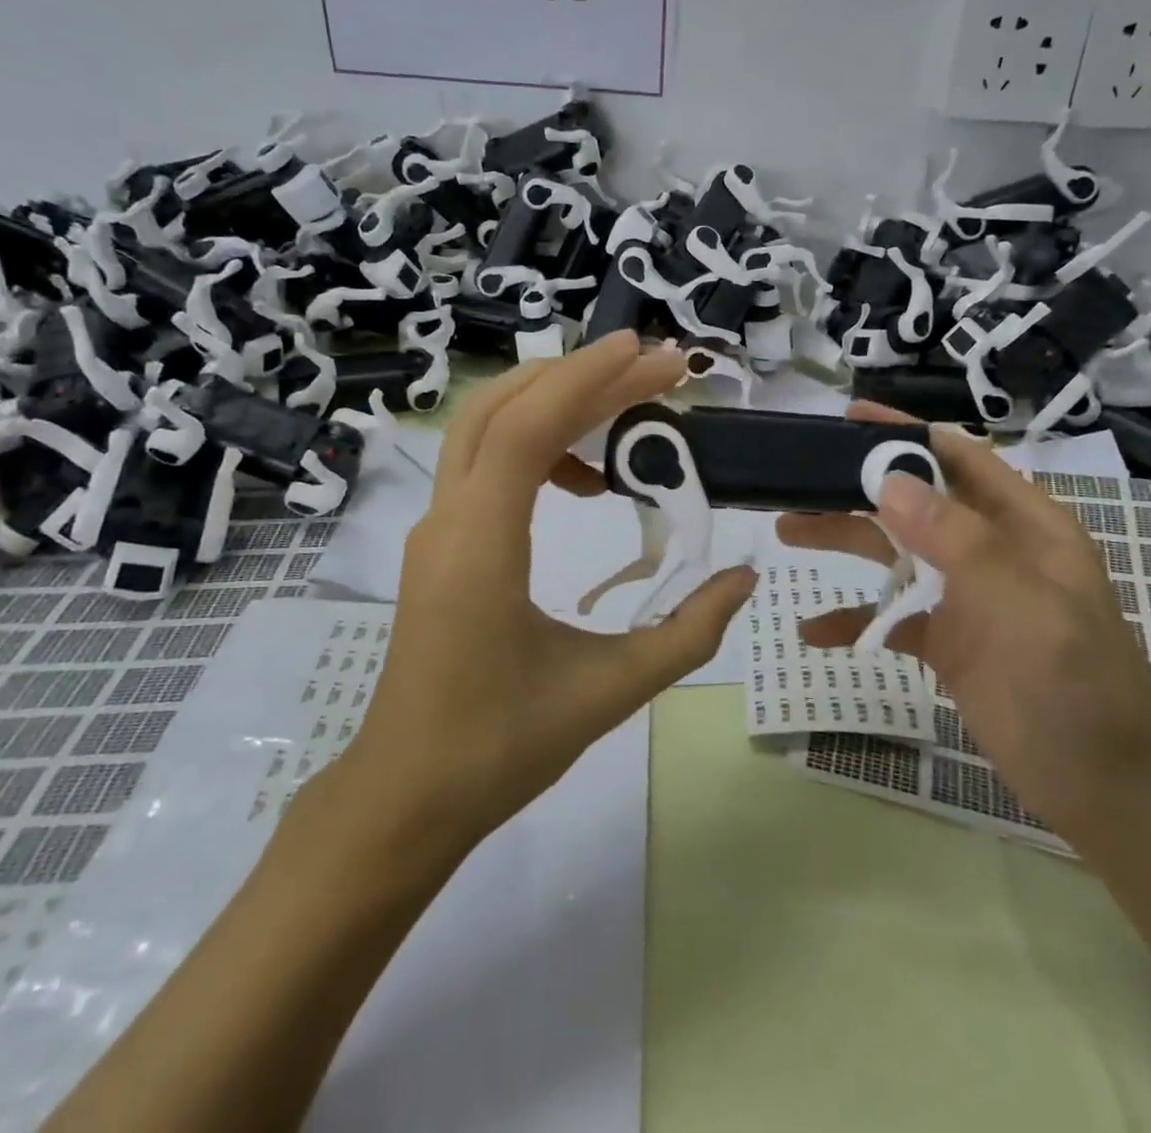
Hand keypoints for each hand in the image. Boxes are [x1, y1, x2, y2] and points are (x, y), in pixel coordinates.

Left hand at [330, 332, 757, 855]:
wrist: (406, 795)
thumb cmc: (500, 747)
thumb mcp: (609, 690)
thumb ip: (687, 630)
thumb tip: (744, 576)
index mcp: (480, 545)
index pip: (529, 426)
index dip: (589, 379)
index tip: (650, 355)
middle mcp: (447, 520)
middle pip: (502, 407)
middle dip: (578, 375)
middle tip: (651, 369)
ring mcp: (436, 529)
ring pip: (486, 428)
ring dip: (554, 405)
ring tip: (626, 421)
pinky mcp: (441, 543)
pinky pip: (485, 463)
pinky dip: (536, 444)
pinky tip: (584, 480)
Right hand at [778, 402, 1150, 833]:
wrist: (1110, 791)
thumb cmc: (1074, 686)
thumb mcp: (1019, 603)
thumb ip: (956, 539)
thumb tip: (889, 481)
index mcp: (1022, 525)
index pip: (957, 458)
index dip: (904, 434)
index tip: (847, 420)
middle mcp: (992, 551)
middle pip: (914, 502)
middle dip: (857, 487)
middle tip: (797, 481)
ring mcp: (969, 599)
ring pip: (896, 554)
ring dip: (845, 541)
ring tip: (786, 530)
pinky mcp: (950, 645)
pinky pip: (893, 619)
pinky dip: (855, 620)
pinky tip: (813, 630)